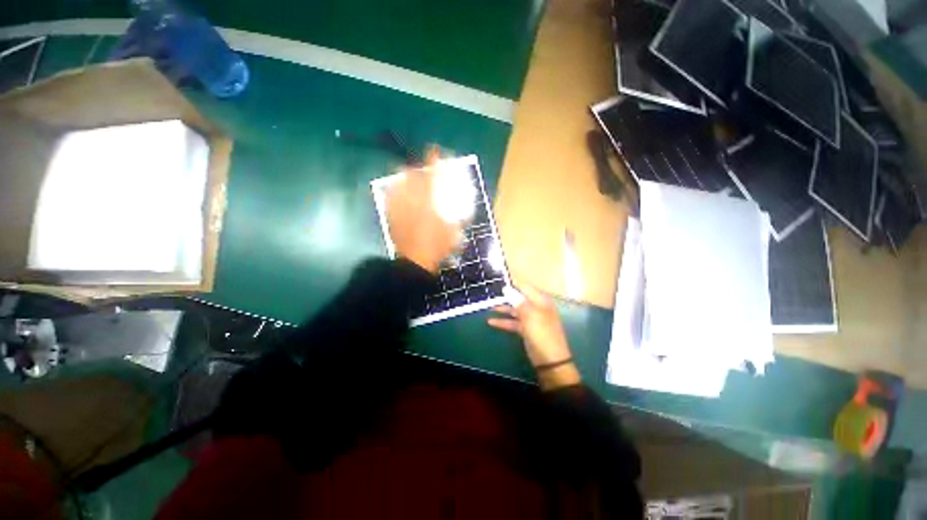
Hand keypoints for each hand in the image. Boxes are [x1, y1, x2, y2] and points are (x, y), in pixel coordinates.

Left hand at [385, 146, 461, 273]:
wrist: (414, 262)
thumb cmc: (436, 247)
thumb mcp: (454, 233)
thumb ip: (459, 220)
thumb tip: (464, 213)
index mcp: (429, 201)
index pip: (431, 174)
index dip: (433, 159)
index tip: (434, 149)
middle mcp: (412, 199)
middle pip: (410, 174)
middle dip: (415, 168)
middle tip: (420, 171)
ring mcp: (399, 206)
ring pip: (398, 184)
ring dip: (405, 178)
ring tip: (409, 181)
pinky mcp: (391, 214)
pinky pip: (391, 196)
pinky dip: (395, 192)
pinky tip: (399, 195)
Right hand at [488, 285, 580, 389]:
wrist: (550, 360)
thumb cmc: (542, 333)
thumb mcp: (530, 315)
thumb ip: (517, 301)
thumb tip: (507, 288)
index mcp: (541, 301)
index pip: (526, 288)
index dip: (513, 285)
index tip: (499, 283)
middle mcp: (536, 308)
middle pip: (520, 299)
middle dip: (506, 297)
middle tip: (492, 295)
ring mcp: (531, 319)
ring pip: (515, 311)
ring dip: (503, 309)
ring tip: (490, 307)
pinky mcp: (526, 330)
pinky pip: (513, 322)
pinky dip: (503, 322)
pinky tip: (491, 322)